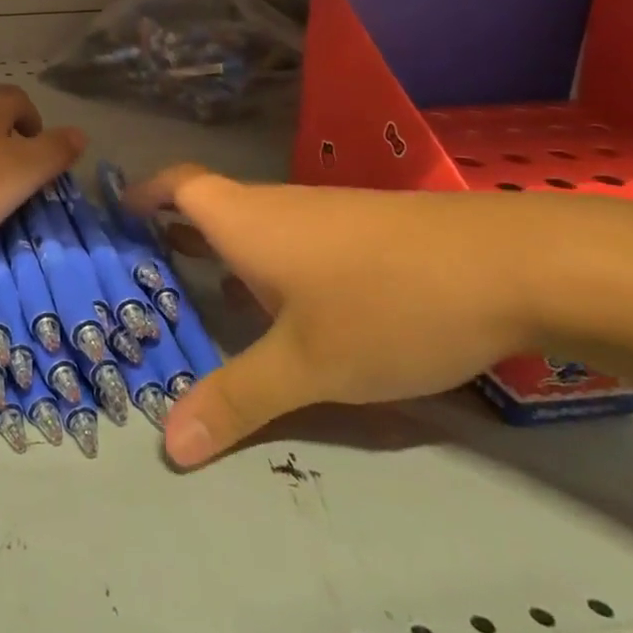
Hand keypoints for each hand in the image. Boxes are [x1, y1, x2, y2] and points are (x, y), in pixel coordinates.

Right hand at [126, 165, 541, 467]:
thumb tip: (169, 446)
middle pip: (210, 207)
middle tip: (146, 274)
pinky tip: (284, 311)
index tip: (118, 214)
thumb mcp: (307, 364)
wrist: (514, 266)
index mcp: (244, 220)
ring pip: (255, 228)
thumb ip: (237, 400)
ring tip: (203, 297)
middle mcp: (275, 208)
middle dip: (176, 236)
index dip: (145, 193)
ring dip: (223, 254)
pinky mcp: (363, 234)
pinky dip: (267, 266)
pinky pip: (292, 243)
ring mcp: (323, 218)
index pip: (178, 185)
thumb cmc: (386, 303)